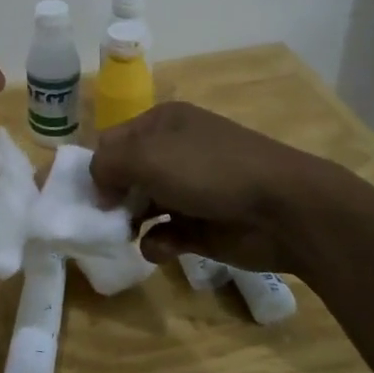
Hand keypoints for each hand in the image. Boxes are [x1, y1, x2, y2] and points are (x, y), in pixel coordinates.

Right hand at [89, 101, 339, 273]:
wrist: (285, 209)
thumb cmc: (208, 170)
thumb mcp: (145, 155)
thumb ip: (106, 165)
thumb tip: (98, 189)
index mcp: (162, 123)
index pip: (112, 141)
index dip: (96, 166)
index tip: (88, 194)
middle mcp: (174, 152)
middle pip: (125, 175)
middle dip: (111, 198)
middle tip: (102, 220)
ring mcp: (190, 190)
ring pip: (143, 207)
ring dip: (131, 223)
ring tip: (126, 236)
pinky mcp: (202, 226)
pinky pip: (165, 235)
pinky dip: (158, 244)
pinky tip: (162, 249)